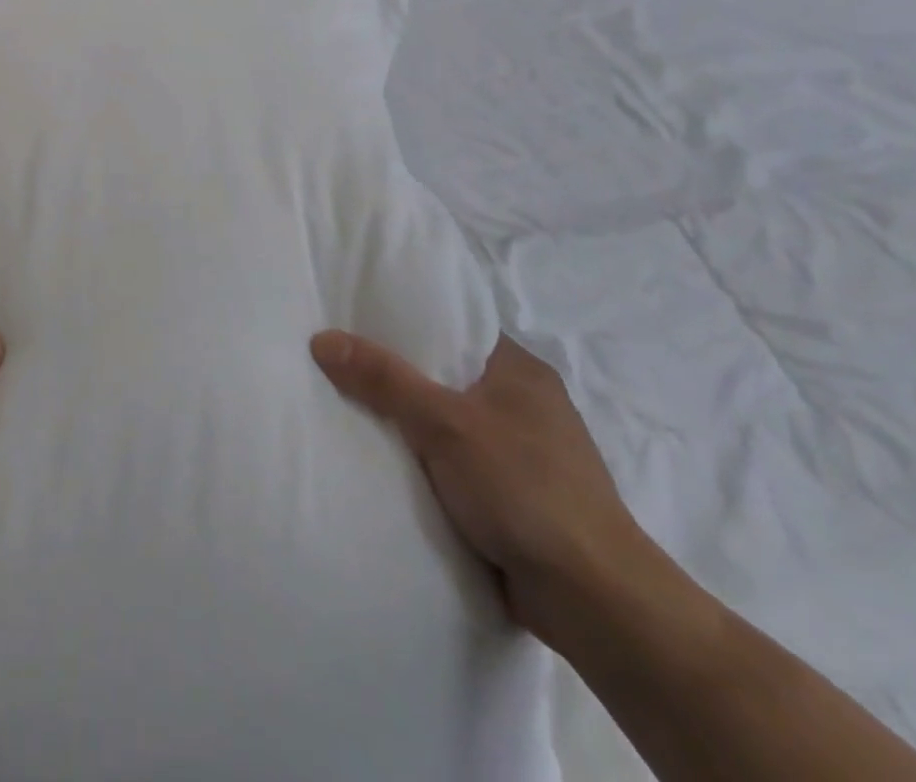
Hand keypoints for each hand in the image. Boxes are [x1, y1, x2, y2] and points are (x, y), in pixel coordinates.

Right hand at [309, 330, 654, 644]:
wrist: (594, 601)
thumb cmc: (524, 488)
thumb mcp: (443, 423)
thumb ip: (383, 379)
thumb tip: (321, 338)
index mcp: (520, 370)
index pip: (455, 325)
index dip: (406, 319)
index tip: (356, 316)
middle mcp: (525, 404)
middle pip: (445, 374)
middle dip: (398, 374)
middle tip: (340, 361)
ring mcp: (523, 454)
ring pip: (449, 423)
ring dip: (410, 425)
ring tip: (348, 406)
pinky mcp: (516, 498)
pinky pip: (456, 465)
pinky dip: (426, 464)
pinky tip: (385, 462)